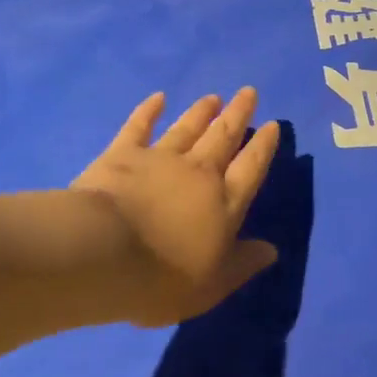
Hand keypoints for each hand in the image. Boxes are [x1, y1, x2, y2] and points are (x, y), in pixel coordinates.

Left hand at [72, 89, 282, 326]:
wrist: (103, 253)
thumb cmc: (163, 278)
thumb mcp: (213, 285)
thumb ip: (243, 264)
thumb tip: (272, 250)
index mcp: (224, 202)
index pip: (251, 168)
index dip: (263, 146)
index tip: (272, 125)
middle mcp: (198, 172)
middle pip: (223, 137)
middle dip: (238, 114)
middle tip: (248, 92)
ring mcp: (160, 159)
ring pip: (187, 128)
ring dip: (201, 111)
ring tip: (214, 97)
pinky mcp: (123, 154)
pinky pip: (139, 126)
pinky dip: (149, 110)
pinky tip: (158, 97)